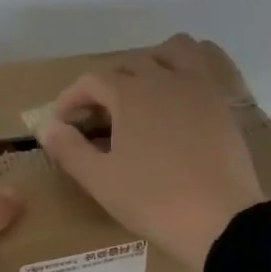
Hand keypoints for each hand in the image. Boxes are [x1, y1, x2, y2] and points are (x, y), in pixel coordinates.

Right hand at [36, 34, 263, 270]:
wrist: (221, 220)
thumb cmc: (154, 200)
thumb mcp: (100, 180)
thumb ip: (69, 149)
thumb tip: (47, 126)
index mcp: (131, 93)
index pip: (92, 80)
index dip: (72, 98)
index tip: (63, 123)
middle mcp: (165, 79)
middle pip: (129, 63)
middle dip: (107, 84)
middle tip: (98, 117)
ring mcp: (199, 88)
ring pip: (173, 51)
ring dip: (152, 62)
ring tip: (142, 93)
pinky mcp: (223, 104)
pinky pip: (204, 69)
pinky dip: (186, 73)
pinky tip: (179, 101)